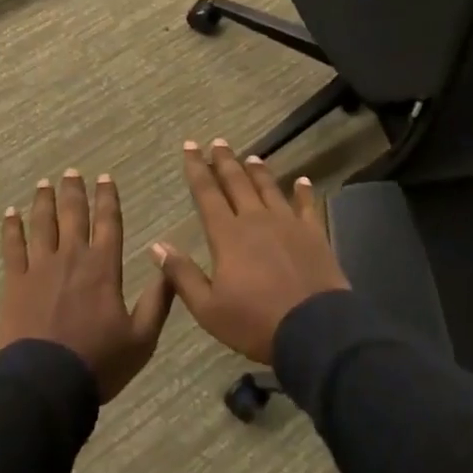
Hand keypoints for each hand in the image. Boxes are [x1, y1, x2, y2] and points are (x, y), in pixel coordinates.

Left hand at [0, 170, 173, 401]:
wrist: (47, 382)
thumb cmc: (99, 362)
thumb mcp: (142, 338)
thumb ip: (158, 301)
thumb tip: (169, 266)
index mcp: (104, 268)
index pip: (108, 223)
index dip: (108, 199)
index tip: (105, 178)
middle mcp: (72, 257)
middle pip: (73, 215)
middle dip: (74, 192)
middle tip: (71, 172)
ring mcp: (40, 267)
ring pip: (42, 223)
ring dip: (44, 201)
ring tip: (45, 183)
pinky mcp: (15, 281)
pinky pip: (12, 246)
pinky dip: (11, 227)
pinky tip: (10, 213)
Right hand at [151, 140, 349, 364]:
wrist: (315, 331)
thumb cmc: (255, 322)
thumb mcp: (208, 308)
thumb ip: (182, 275)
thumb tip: (156, 246)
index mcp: (227, 235)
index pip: (207, 193)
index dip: (197, 169)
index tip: (190, 146)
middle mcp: (256, 220)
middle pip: (237, 183)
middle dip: (225, 161)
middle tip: (217, 141)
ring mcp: (288, 225)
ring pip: (269, 189)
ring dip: (258, 171)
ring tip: (251, 156)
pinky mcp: (314, 235)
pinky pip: (307, 206)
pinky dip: (303, 192)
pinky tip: (303, 180)